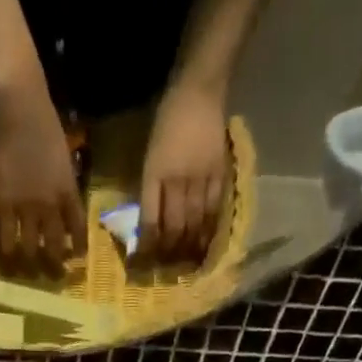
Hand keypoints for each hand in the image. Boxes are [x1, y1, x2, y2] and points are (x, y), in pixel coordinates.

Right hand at [0, 79, 85, 274]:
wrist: (17, 106)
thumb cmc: (42, 120)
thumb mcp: (62, 154)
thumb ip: (63, 179)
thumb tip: (62, 197)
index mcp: (68, 189)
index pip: (78, 226)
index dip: (79, 245)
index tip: (78, 258)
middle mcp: (50, 203)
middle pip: (55, 243)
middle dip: (56, 262)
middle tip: (55, 276)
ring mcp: (26, 205)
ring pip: (31, 245)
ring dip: (31, 262)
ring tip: (29, 272)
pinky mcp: (4, 203)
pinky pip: (7, 236)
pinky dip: (8, 250)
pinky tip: (8, 259)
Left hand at [139, 82, 228, 262]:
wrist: (198, 90)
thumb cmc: (166, 122)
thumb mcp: (148, 156)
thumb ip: (149, 190)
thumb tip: (148, 226)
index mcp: (154, 174)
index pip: (149, 221)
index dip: (146, 247)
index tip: (141, 265)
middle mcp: (177, 179)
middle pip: (174, 227)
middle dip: (168, 253)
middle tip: (165, 271)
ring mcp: (201, 178)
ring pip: (195, 223)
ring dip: (189, 248)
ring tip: (185, 267)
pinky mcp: (220, 174)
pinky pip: (215, 210)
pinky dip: (210, 231)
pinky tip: (206, 246)